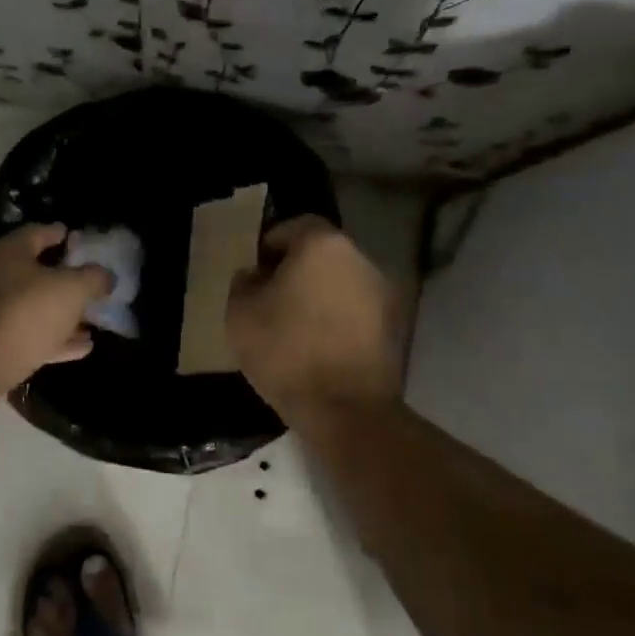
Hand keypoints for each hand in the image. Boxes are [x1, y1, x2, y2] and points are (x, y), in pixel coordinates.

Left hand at [0, 224, 111, 398]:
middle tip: (90, 284)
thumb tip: (106, 275)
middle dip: (64, 279)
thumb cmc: (26, 314)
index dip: (61, 234)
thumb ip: (93, 278)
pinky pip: (28, 334)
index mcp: (7, 253)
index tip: (80, 239)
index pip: (38, 233)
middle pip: (34, 272)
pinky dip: (54, 338)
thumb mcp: (71, 290)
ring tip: (91, 321)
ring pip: (32, 307)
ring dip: (62, 314)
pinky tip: (81, 347)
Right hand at [227, 216, 402, 422]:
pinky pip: (356, 312)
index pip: (294, 226)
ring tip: (295, 326)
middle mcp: (360, 259)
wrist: (345, 409)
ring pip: (341, 283)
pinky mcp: (395, 327)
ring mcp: (383, 293)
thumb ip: (243, 283)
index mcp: (322, 245)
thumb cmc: (286, 351)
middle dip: (297, 271)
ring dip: (320, 296)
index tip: (255, 271)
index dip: (270, 245)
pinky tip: (319, 346)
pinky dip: (338, 320)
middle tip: (271, 298)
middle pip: (322, 254)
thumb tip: (255, 275)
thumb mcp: (240, 314)